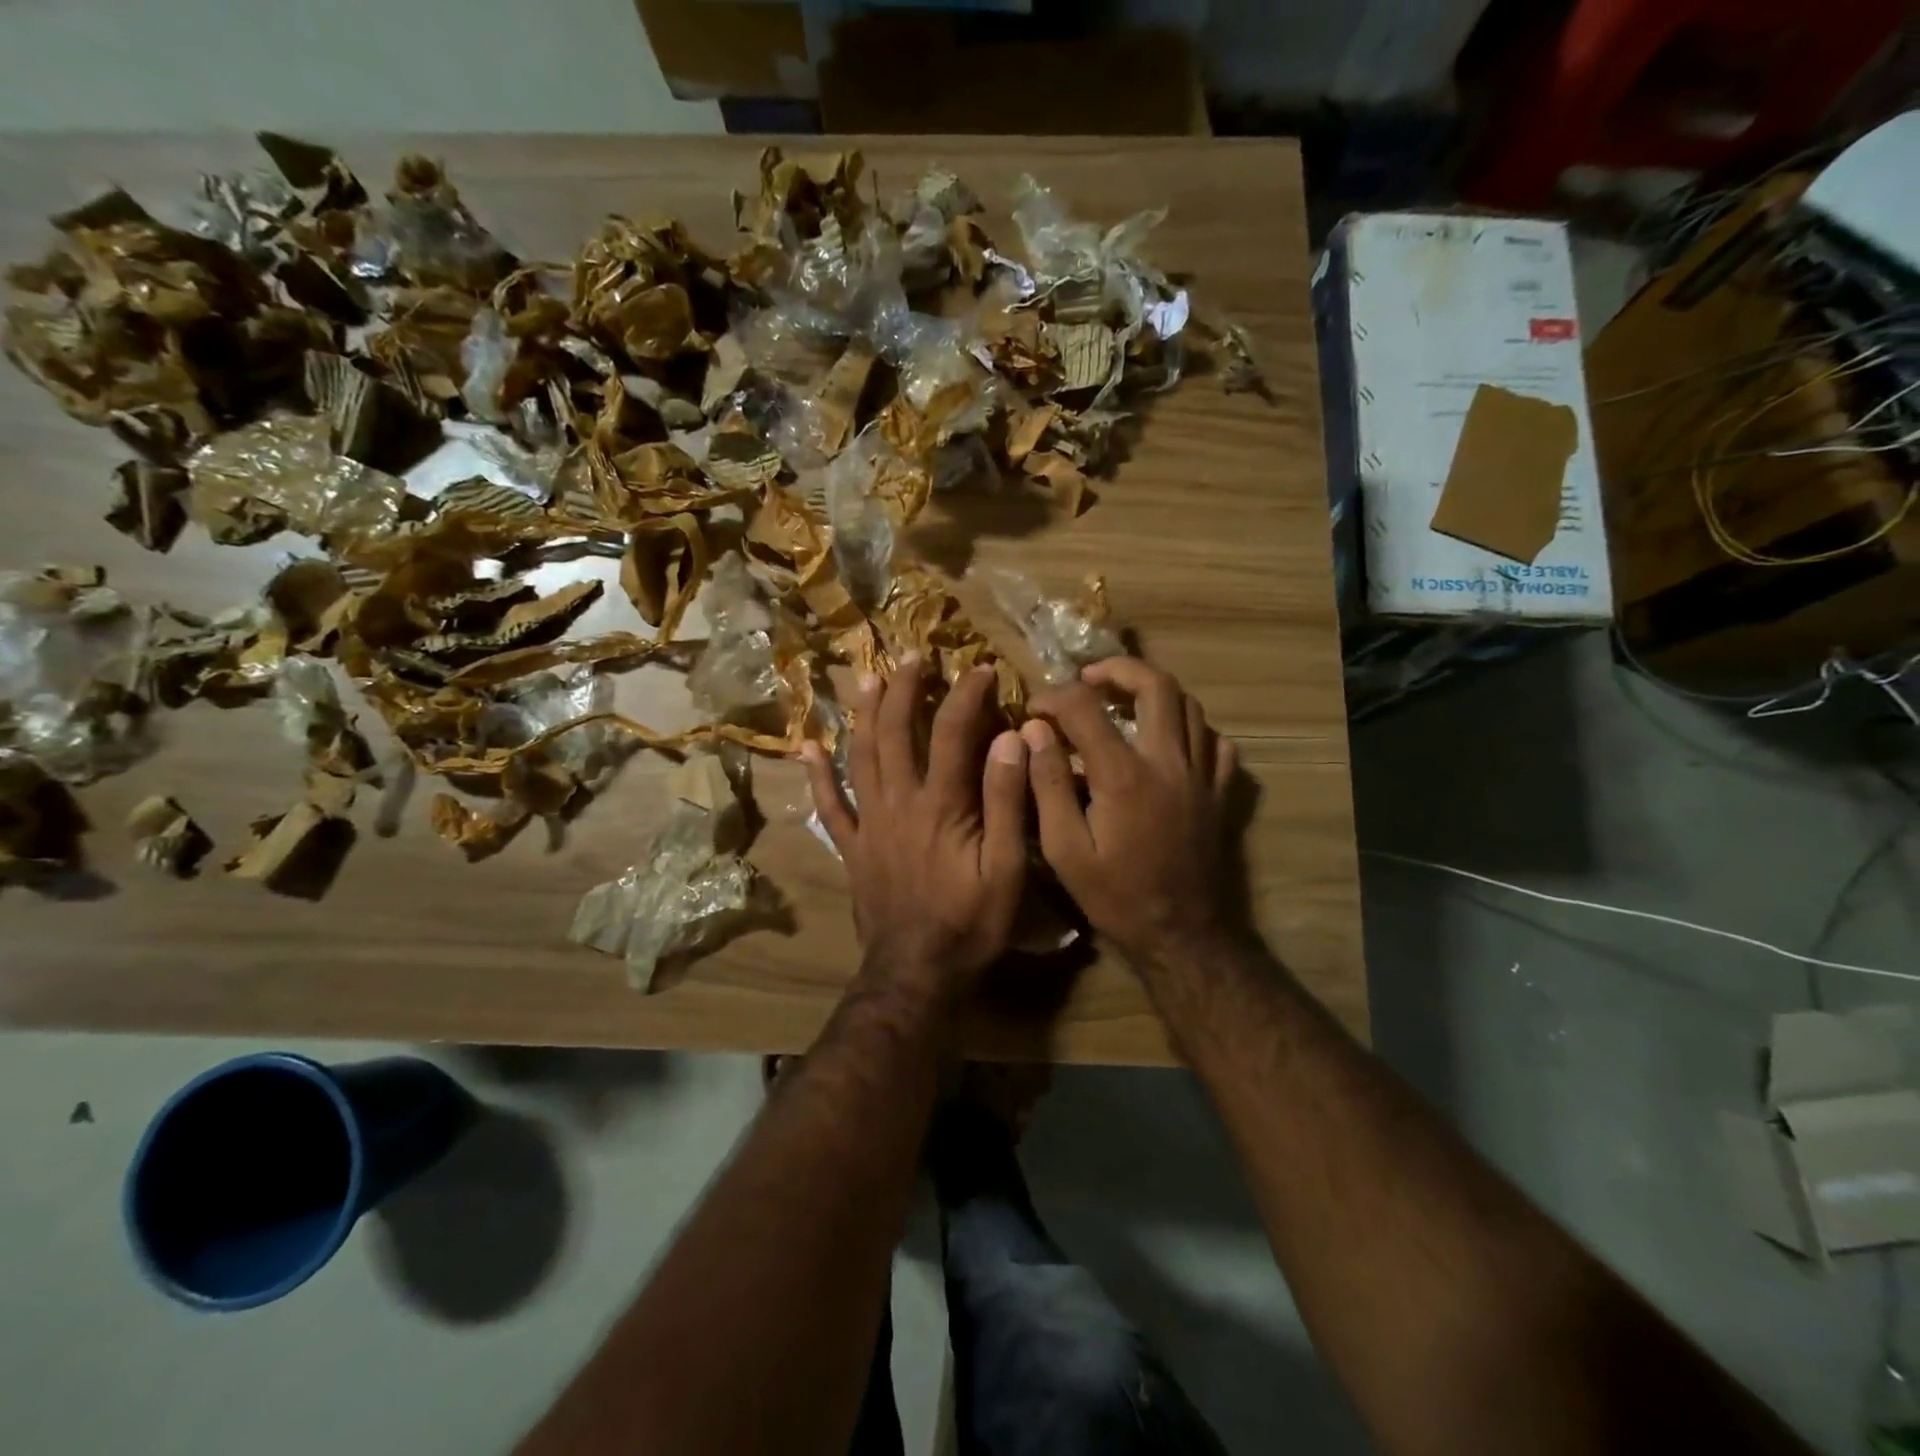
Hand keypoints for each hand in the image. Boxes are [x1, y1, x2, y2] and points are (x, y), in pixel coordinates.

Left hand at [804, 655, 1028, 997]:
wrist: (917, 972)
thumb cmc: (971, 923)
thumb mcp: (1007, 867)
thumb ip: (1007, 801)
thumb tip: (1010, 739)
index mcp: (942, 805)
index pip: (954, 733)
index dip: (967, 695)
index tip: (980, 668)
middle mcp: (899, 803)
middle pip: (896, 732)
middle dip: (904, 689)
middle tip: (910, 656)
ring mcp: (869, 824)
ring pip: (860, 757)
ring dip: (864, 714)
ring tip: (866, 678)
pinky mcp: (852, 848)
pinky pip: (829, 806)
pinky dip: (817, 776)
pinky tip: (807, 747)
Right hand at [1022, 659, 1237, 972]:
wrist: (1181, 935)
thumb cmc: (1115, 896)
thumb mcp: (1064, 849)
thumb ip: (1047, 784)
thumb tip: (1034, 732)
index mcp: (1125, 775)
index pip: (1085, 708)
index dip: (1054, 698)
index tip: (1032, 709)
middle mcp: (1169, 762)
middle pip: (1156, 685)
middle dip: (1118, 670)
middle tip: (1089, 679)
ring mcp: (1202, 776)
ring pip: (1190, 707)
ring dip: (1154, 693)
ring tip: (1124, 702)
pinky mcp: (1220, 794)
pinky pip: (1215, 743)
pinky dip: (1190, 730)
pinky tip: (1168, 742)